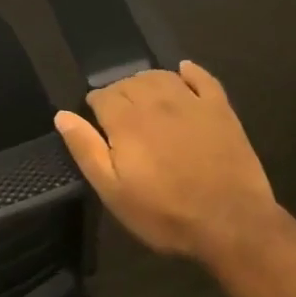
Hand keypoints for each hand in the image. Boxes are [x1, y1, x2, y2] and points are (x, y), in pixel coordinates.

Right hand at [54, 61, 277, 265]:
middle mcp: (156, 101)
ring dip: (146, 82)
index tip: (97, 125)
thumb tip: (63, 115)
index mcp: (126, 120)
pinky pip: (202, 78)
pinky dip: (190, 72)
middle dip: (118, 94)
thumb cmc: (165, 213)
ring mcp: (191, 102)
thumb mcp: (113, 191)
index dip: (95, 107)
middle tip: (120, 118)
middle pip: (128, 82)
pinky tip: (183, 71)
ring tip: (143, 99)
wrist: (232, 225)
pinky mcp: (220, 110)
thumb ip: (86, 149)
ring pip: (160, 76)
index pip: (101, 96)